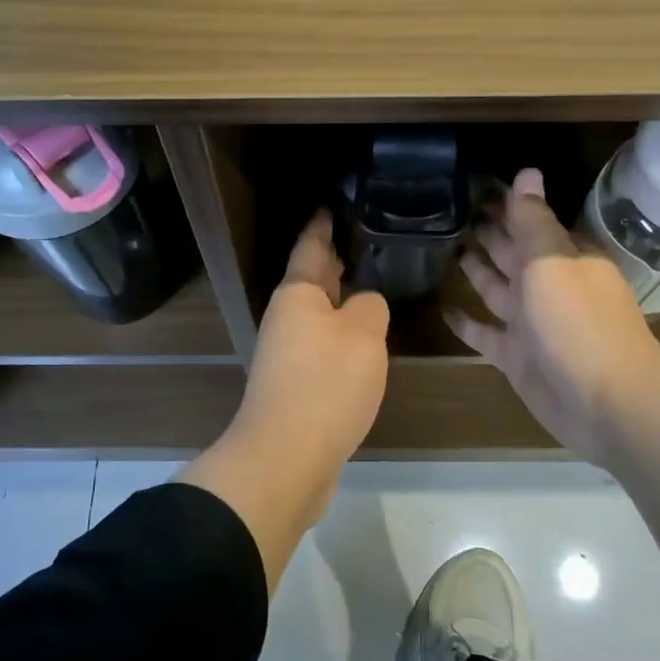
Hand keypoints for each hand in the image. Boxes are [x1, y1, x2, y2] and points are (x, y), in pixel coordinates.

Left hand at [232, 210, 389, 465]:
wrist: (286, 458)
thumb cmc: (325, 384)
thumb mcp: (363, 334)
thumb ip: (370, 307)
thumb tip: (363, 304)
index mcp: (298, 294)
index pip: (311, 245)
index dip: (323, 222)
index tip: (335, 201)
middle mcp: (287, 318)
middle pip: (314, 279)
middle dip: (336, 259)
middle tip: (366, 238)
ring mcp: (287, 354)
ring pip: (319, 314)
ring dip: (341, 299)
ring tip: (373, 284)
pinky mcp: (296, 385)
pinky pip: (322, 346)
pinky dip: (342, 335)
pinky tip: (363, 341)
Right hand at [445, 168, 659, 467]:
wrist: (606, 402)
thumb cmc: (578, 321)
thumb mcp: (552, 261)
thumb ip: (532, 220)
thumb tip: (527, 171)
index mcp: (563, 257)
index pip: (530, 221)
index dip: (505, 203)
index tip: (473, 184)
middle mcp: (547, 285)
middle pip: (511, 252)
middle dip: (488, 232)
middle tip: (452, 209)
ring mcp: (531, 323)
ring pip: (496, 288)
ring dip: (475, 269)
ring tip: (445, 246)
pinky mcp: (516, 357)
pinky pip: (485, 333)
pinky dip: (466, 323)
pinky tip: (442, 308)